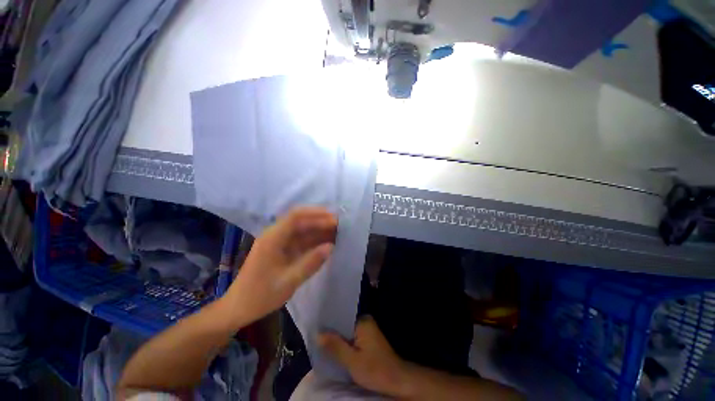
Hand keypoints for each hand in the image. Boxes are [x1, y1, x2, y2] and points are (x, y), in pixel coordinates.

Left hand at [223, 207, 336, 326]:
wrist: (238, 309)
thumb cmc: (260, 296)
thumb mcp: (288, 281)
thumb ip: (311, 262)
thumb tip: (331, 247)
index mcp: (272, 238)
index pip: (296, 216)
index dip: (316, 214)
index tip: (333, 217)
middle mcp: (275, 236)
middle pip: (301, 221)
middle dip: (320, 221)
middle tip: (340, 225)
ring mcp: (279, 243)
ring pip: (302, 230)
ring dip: (319, 230)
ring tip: (338, 232)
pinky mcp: (282, 250)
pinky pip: (301, 241)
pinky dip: (314, 241)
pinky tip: (327, 243)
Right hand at [319, 316, 410, 397]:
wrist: (397, 380)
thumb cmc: (375, 369)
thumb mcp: (352, 360)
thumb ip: (335, 346)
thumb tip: (318, 333)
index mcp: (363, 321)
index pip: (341, 316)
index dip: (328, 323)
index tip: (314, 326)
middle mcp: (365, 321)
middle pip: (344, 324)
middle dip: (331, 331)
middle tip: (315, 336)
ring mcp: (367, 330)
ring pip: (347, 332)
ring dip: (337, 338)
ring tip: (321, 342)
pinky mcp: (368, 339)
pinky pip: (352, 337)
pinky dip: (344, 343)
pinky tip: (334, 349)